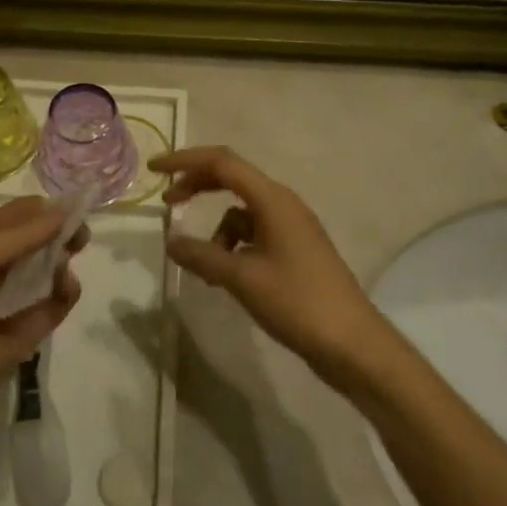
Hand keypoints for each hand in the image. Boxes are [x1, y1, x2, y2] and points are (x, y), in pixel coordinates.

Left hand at [0, 197, 85, 426]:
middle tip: (80, 232)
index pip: (6, 223)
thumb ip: (25, 232)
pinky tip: (68, 285)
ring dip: (58, 265)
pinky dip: (61, 298)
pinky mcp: (19, 340)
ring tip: (71, 254)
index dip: (36, 212)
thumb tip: (64, 209)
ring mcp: (3, 307)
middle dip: (53, 237)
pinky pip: (46, 313)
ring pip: (39, 279)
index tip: (68, 205)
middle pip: (26, 250)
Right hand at [152, 146, 382, 382]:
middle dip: (197, 187)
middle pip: (231, 179)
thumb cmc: (297, 302)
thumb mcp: (241, 278)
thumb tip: (169, 241)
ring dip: (217, 232)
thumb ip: (201, 255)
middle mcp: (282, 204)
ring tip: (206, 269)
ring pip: (241, 213)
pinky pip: (254, 234)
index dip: (185, 161)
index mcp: (272, 199)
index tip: (154, 170)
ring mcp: (291, 226)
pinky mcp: (295, 249)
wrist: (352, 343)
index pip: (222, 162)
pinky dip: (233, 247)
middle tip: (168, 203)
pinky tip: (226, 278)